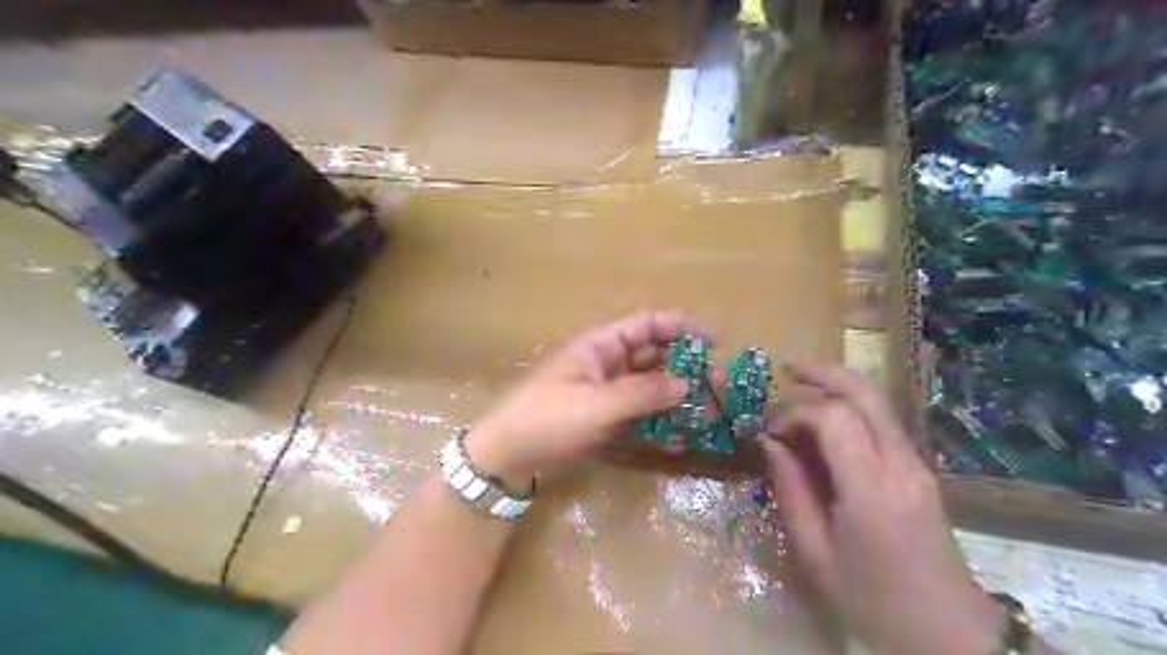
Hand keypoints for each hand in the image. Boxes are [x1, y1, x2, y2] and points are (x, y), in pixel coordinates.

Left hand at [465, 313, 711, 491]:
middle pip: (654, 355)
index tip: (715, 342)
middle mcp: (607, 363)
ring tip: (708, 413)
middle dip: (686, 367)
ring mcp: (606, 392)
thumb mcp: (597, 405)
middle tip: (718, 386)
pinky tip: (679, 438)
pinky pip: (639, 413)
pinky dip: (659, 421)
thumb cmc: (548, 419)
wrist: (507, 457)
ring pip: (650, 386)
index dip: (682, 326)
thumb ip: (643, 393)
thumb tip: (687, 384)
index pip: (647, 324)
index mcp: (601, 345)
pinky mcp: (604, 418)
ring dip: (677, 396)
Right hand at [768, 364, 1002, 654]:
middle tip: (786, 368)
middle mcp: (901, 465)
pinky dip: (850, 407)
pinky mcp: (920, 468)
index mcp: (872, 491)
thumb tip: (771, 443)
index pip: (833, 418)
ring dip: (837, 386)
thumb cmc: (871, 601)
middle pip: (866, 393)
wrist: (946, 633)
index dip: (795, 412)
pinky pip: (882, 421)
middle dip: (822, 372)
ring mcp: (917, 464)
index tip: (769, 429)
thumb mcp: (815, 554)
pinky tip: (824, 418)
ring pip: (878, 401)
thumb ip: (791, 491)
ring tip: (799, 385)